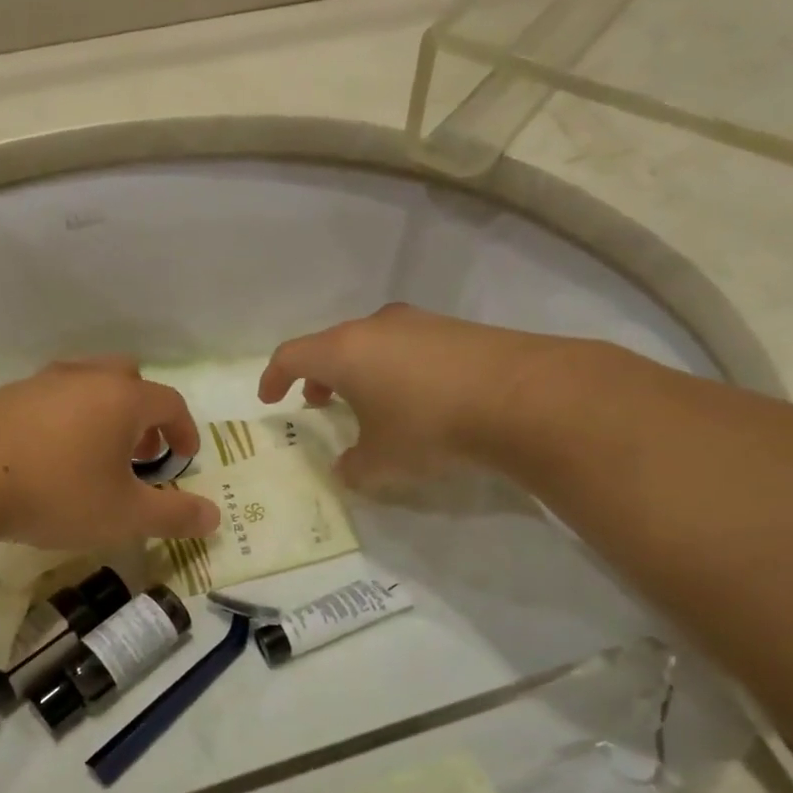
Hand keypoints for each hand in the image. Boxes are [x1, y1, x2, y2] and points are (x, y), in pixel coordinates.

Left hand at [0, 358, 221, 549]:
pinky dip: (67, 419)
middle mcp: (83, 378)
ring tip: (98, 455)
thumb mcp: (125, 516)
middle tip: (142, 451)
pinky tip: (51, 457)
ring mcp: (39, 383)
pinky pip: (51, 398)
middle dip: (144, 413)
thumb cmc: (57, 494)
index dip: (185, 430)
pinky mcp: (4, 397)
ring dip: (104, 413)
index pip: (170, 402)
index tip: (185, 458)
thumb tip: (215, 516)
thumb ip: (174, 515)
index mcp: (121, 398)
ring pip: (87, 384)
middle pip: (128, 379)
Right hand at [258, 305, 537, 491]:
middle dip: (319, 376)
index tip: (270, 398)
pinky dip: (395, 369)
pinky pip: (408, 347)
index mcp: (344, 351)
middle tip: (319, 403)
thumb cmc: (429, 427)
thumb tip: (347, 469)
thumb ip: (353, 467)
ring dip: (359, 372)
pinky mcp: (456, 329)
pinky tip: (416, 399)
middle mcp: (376, 327)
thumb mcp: (381, 462)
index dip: (274, 377)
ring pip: (372, 344)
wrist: (522, 397)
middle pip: (332, 345)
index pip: (291, 356)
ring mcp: (419, 323)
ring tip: (368, 404)